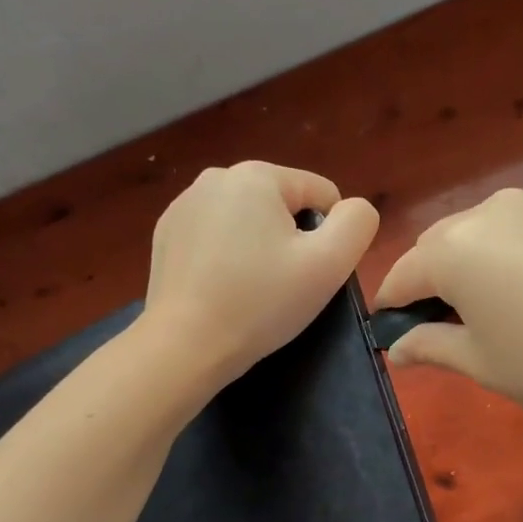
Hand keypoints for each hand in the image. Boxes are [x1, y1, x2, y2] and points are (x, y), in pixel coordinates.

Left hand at [143, 161, 378, 387]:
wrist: (185, 346)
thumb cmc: (262, 303)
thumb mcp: (330, 264)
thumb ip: (357, 223)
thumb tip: (353, 209)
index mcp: (257, 175)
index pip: (320, 193)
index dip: (329, 235)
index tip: (311, 273)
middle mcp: (216, 177)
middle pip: (281, 205)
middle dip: (290, 239)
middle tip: (282, 284)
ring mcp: (184, 205)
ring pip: (248, 220)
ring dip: (258, 247)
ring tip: (250, 289)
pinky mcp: (166, 233)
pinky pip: (215, 235)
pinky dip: (226, 256)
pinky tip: (221, 289)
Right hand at [374, 188, 522, 431]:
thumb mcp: (482, 362)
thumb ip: (430, 346)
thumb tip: (397, 349)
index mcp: (453, 247)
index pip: (401, 276)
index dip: (391, 311)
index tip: (394, 341)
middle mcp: (486, 213)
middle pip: (436, 250)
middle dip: (429, 288)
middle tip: (447, 335)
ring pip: (475, 238)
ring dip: (466, 273)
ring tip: (491, 320)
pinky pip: (512, 235)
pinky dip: (502, 262)